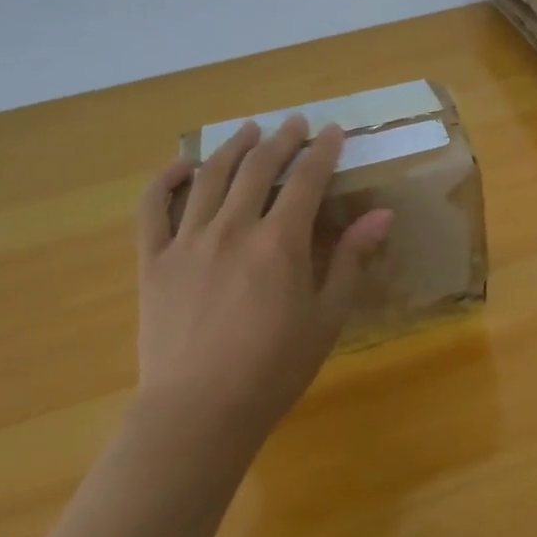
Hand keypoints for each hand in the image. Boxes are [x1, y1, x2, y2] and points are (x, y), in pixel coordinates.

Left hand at [134, 115, 393, 444]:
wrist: (199, 414)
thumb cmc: (273, 370)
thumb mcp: (326, 318)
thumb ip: (351, 260)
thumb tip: (382, 214)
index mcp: (279, 243)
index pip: (307, 179)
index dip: (322, 151)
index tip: (332, 131)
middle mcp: (233, 228)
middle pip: (259, 167)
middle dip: (281, 139)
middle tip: (294, 123)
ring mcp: (188, 241)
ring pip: (211, 177)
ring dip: (232, 147)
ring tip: (247, 130)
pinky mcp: (154, 260)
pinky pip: (154, 208)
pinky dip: (166, 180)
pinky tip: (182, 165)